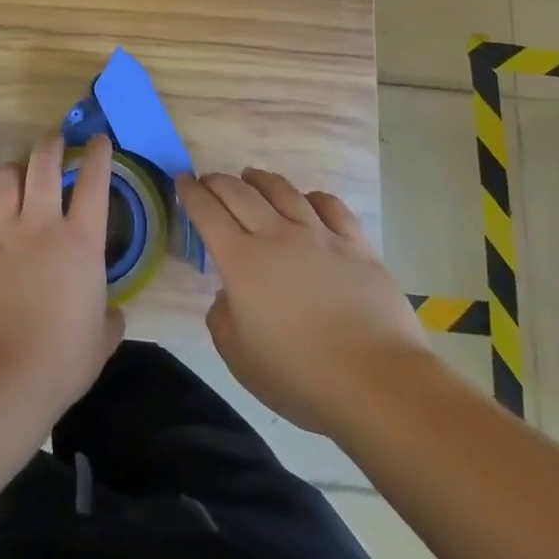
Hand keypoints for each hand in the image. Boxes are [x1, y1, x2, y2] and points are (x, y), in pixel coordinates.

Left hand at [0, 134, 124, 430]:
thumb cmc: (61, 362)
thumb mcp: (100, 342)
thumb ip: (107, 318)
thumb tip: (110, 313)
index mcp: (80, 242)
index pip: (94, 182)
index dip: (98, 155)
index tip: (98, 140)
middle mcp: (40, 225)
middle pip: (43, 163)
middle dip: (51, 144)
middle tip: (55, 140)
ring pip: (5, 179)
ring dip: (15, 172)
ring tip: (17, 176)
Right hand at [177, 168, 429, 436]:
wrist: (377, 382)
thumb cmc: (300, 376)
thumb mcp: (238, 357)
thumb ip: (222, 317)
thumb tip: (228, 295)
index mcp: (241, 260)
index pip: (207, 212)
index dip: (191, 192)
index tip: (182, 181)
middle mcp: (276, 235)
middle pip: (240, 192)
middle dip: (218, 181)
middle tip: (208, 180)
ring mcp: (319, 235)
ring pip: (283, 190)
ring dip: (260, 179)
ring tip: (250, 176)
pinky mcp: (355, 244)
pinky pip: (330, 206)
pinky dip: (312, 196)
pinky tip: (307, 200)